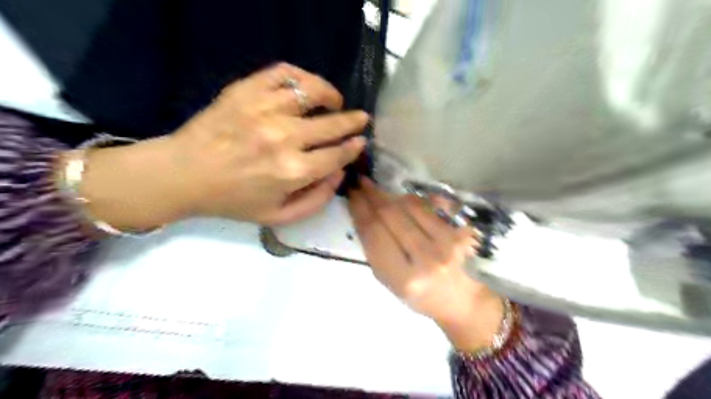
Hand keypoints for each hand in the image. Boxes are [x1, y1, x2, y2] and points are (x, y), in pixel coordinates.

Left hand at [72, 63, 369, 233]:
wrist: (183, 174)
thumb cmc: (233, 199)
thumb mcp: (278, 216)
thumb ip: (317, 200)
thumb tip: (340, 172)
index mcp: (292, 172)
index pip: (337, 155)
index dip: (353, 147)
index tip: (360, 141)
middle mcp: (284, 137)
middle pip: (332, 124)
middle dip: (353, 121)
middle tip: (361, 119)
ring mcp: (264, 109)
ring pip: (312, 91)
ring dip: (331, 95)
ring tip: (335, 101)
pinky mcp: (246, 91)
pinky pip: (284, 73)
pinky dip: (302, 77)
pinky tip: (306, 88)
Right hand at [349, 180, 503, 350]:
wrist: (458, 298)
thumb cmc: (417, 293)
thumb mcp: (388, 280)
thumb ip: (374, 248)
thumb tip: (363, 212)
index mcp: (404, 278)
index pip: (375, 234)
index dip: (360, 210)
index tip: (351, 194)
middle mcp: (427, 259)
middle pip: (391, 216)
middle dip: (372, 196)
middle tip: (360, 183)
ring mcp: (446, 243)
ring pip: (409, 206)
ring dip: (389, 195)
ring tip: (376, 190)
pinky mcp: (458, 232)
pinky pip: (427, 207)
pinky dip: (409, 200)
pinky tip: (399, 199)